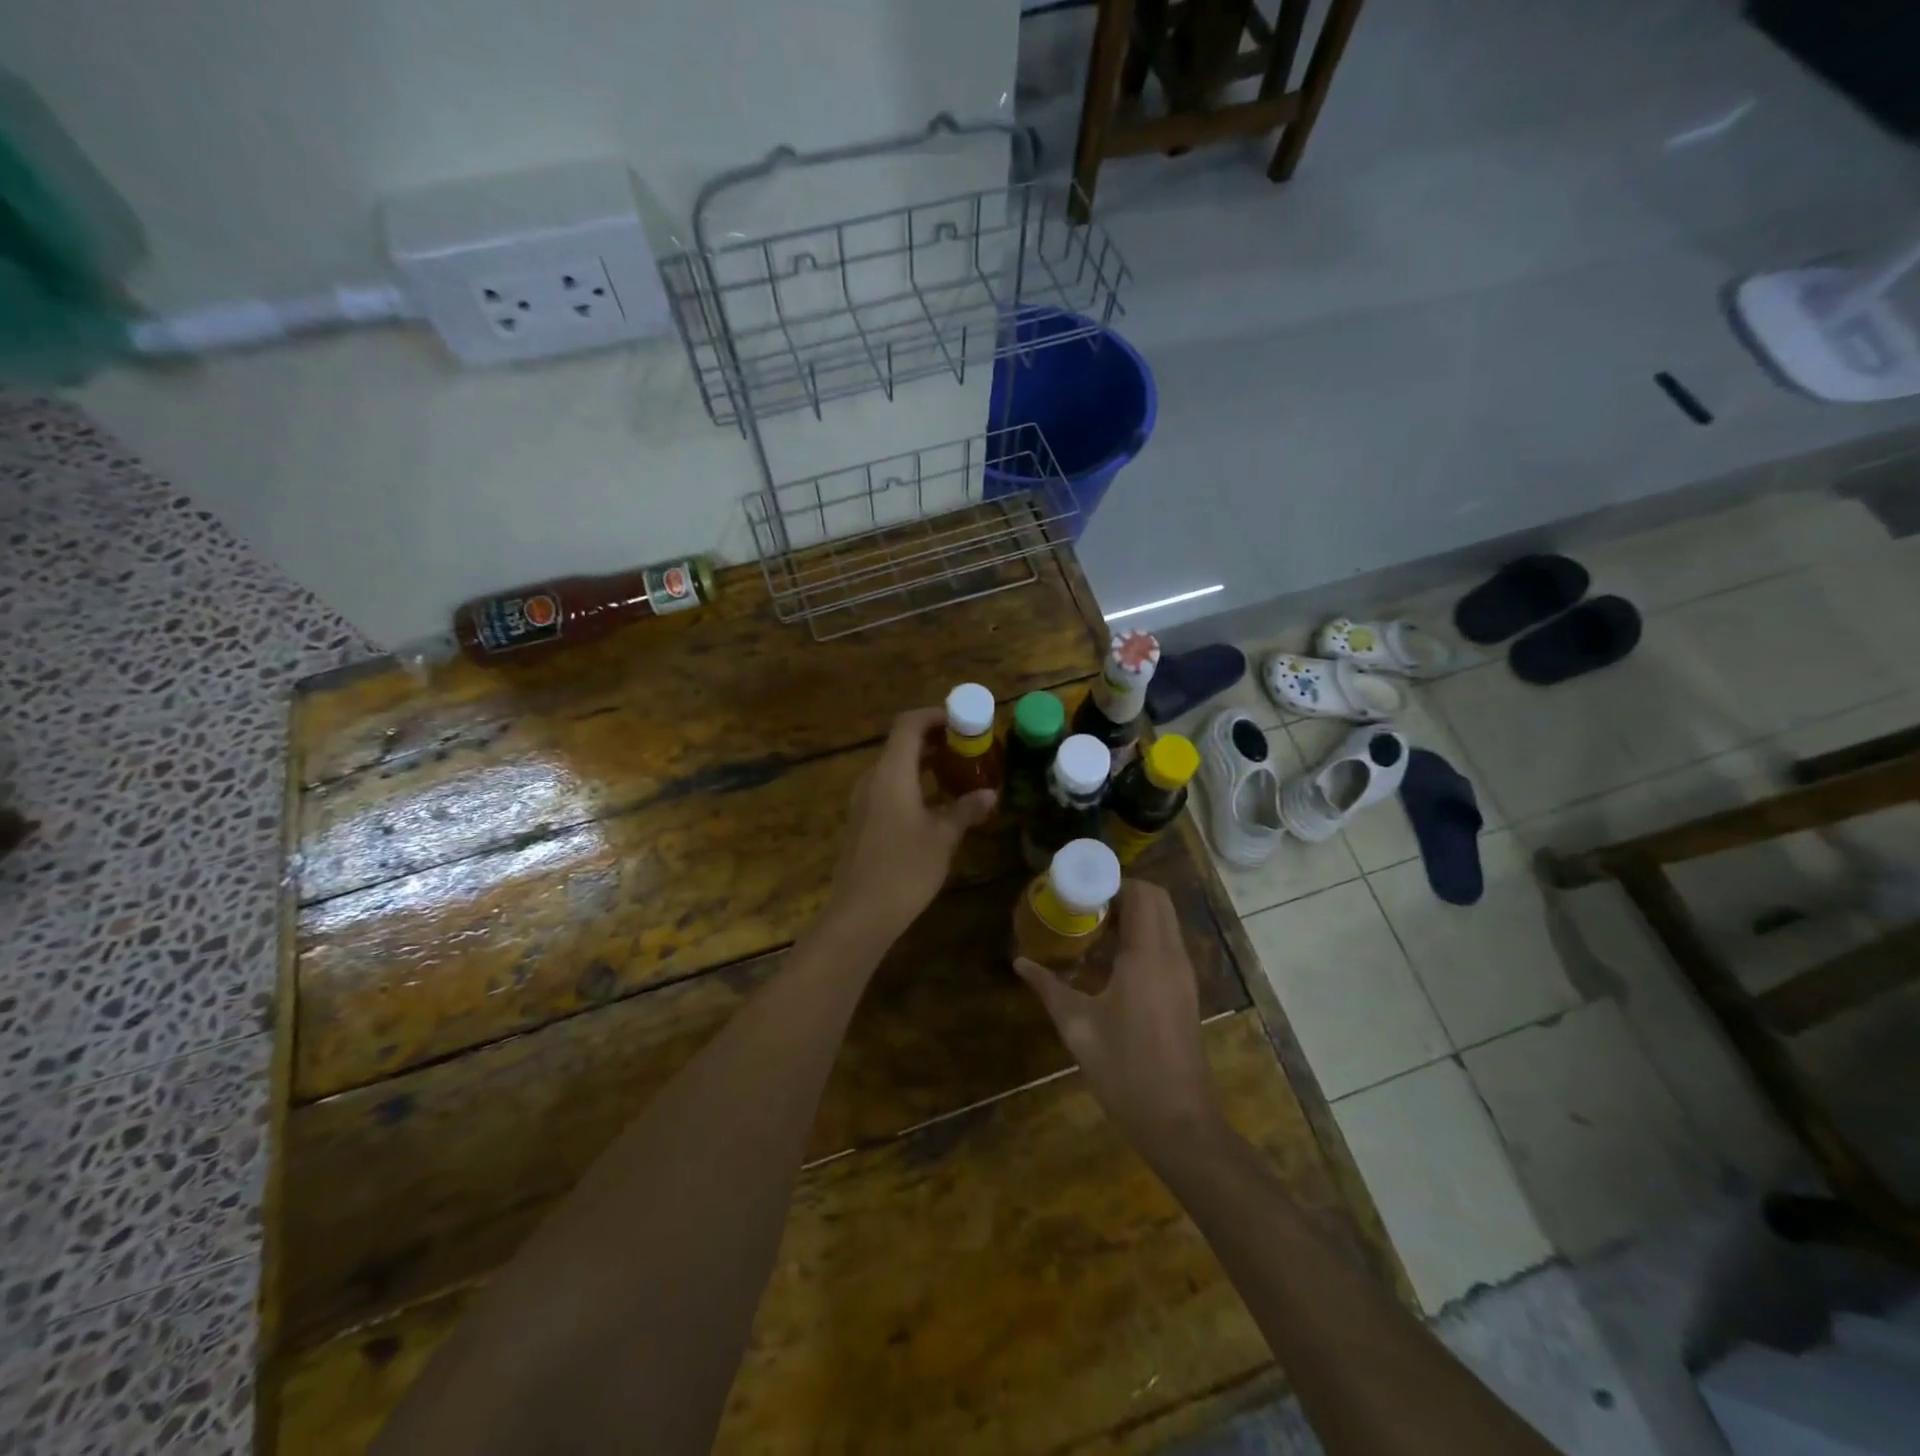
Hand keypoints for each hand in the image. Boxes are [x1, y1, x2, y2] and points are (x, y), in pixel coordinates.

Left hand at [823, 706, 995, 948]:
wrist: (860, 914)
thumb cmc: (905, 869)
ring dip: (925, 764)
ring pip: (895, 768)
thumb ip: (966, 809)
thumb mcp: (943, 838)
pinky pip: (889, 788)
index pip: (909, 724)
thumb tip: (990, 793)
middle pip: (902, 744)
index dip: (936, 716)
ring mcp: (863, 801)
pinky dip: (913, 784)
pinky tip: (936, 804)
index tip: (964, 722)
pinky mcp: (862, 821)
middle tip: (970, 748)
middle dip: (936, 740)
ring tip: (959, 773)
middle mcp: (873, 779)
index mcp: (891, 773)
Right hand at [1015, 880, 1224, 1153]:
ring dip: (1133, 914)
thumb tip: (1019, 962)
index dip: (1111, 882)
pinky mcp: (1185, 991)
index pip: (1141, 893)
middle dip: (1121, 892)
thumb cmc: (1125, 1071)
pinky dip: (1142, 936)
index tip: (1078, 889)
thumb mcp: (1077, 1027)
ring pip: (1164, 921)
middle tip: (1084, 906)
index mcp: (1148, 956)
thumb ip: (1049, 987)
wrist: (1179, 1123)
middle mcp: (1172, 956)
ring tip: (1092, 929)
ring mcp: (1183, 974)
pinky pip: (1166, 944)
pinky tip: (1110, 962)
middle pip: (1157, 900)